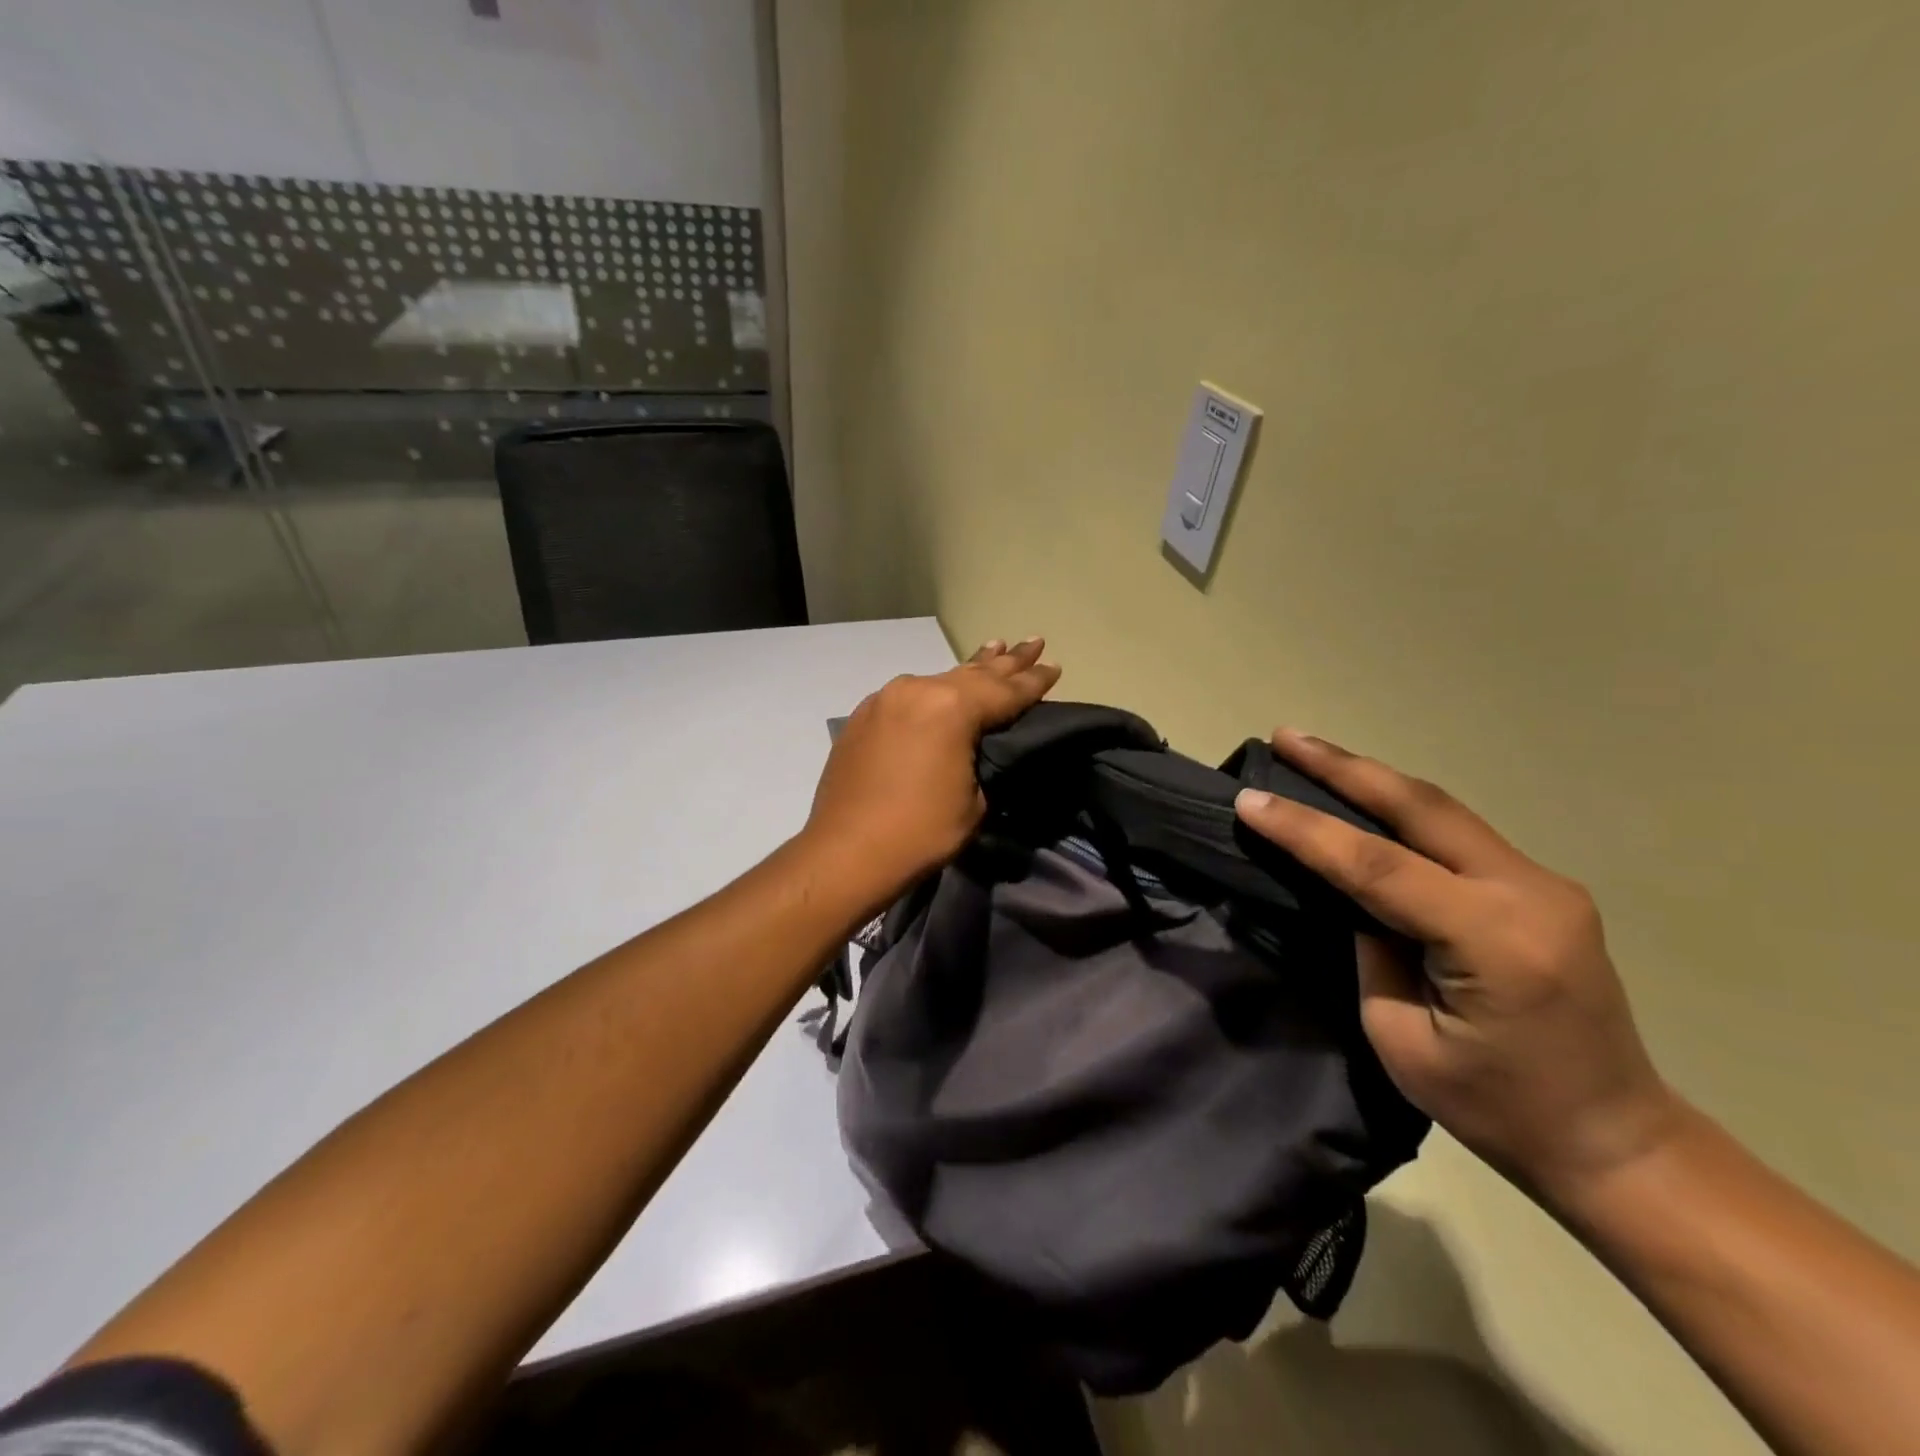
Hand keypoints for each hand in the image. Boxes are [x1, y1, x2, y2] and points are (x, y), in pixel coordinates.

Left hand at [803, 639, 1061, 904]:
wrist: (846, 852)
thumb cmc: (921, 831)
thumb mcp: (974, 801)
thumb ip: (980, 759)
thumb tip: (974, 747)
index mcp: (951, 708)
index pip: (1005, 690)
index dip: (1033, 680)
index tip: (1054, 665)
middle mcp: (917, 690)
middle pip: (972, 674)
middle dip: (1006, 661)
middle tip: (1033, 642)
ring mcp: (885, 700)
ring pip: (938, 680)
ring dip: (968, 669)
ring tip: (994, 648)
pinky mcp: (863, 717)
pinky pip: (909, 696)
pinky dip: (933, 691)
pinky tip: (941, 688)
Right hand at [1234, 730, 1682, 1205]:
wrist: (1616, 1140)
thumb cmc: (1498, 1109)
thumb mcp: (1402, 1040)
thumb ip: (1372, 952)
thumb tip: (1353, 896)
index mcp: (1494, 941)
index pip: (1377, 866)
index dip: (1306, 829)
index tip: (1249, 800)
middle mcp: (1529, 894)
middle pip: (1420, 808)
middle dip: (1344, 767)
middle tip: (1284, 736)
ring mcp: (1545, 885)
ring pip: (1441, 810)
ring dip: (1371, 778)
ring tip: (1311, 753)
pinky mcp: (1542, 889)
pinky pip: (1457, 834)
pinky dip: (1401, 809)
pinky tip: (1364, 799)